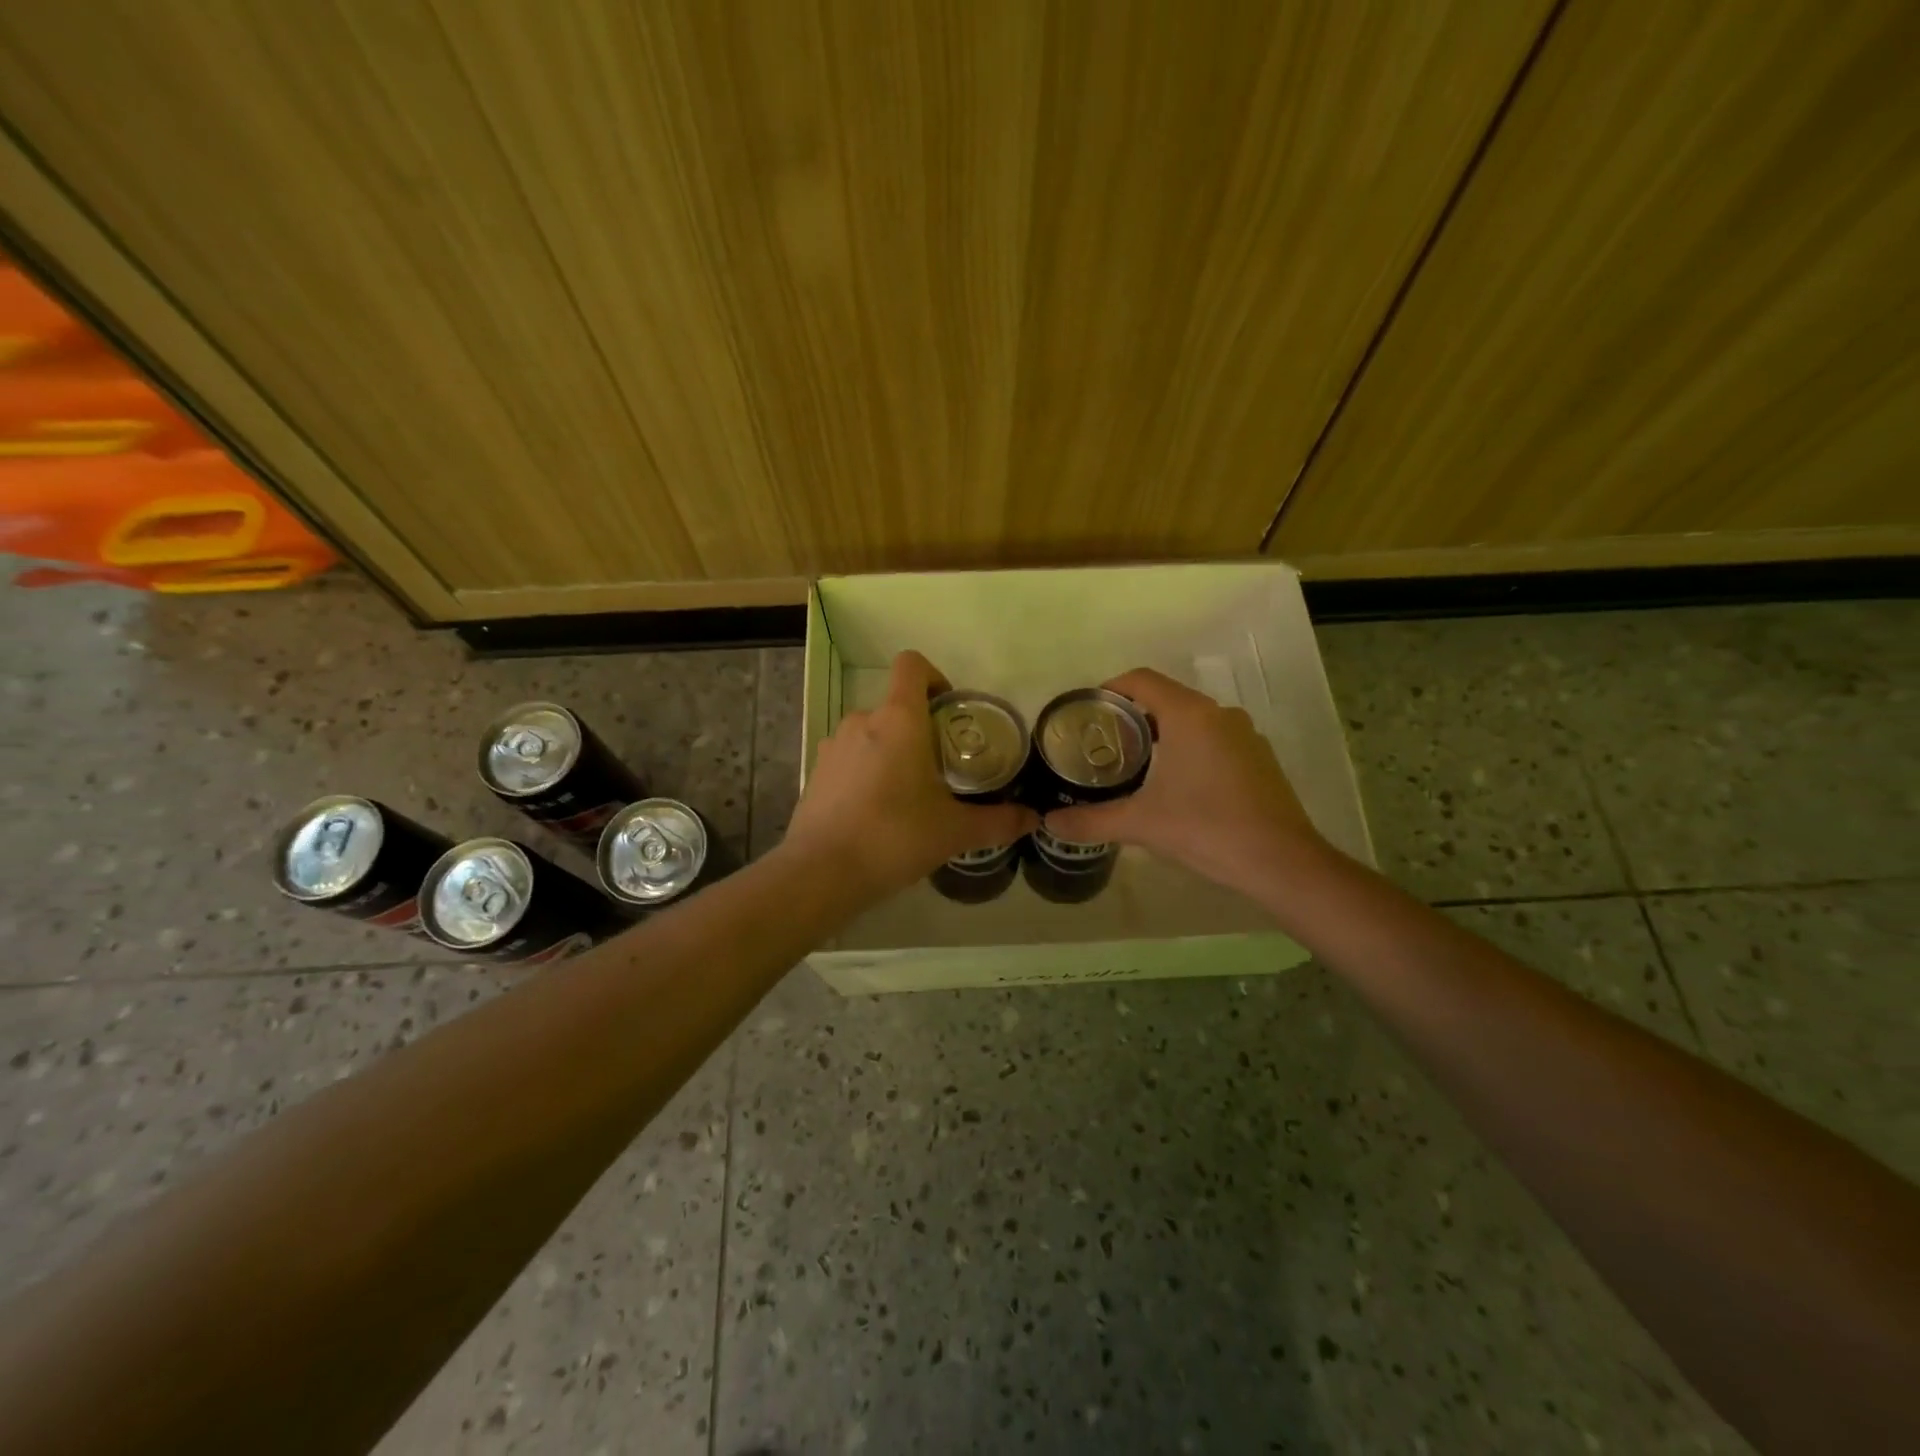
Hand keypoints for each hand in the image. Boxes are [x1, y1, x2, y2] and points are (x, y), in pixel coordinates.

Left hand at [782, 650, 1038, 902]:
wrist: (821, 873)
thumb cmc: (894, 837)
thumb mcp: (954, 832)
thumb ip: (997, 821)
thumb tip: (1033, 819)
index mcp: (898, 719)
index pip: (912, 665)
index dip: (935, 676)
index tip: (951, 710)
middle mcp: (862, 720)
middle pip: (897, 705)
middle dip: (921, 729)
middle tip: (943, 768)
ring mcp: (833, 745)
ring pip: (872, 732)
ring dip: (893, 750)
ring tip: (910, 794)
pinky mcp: (816, 771)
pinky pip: (851, 757)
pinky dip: (867, 771)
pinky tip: (877, 811)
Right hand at [1043, 668, 1326, 898]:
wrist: (1282, 863)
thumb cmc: (1207, 829)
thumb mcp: (1141, 824)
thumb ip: (1091, 820)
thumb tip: (1049, 823)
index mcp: (1190, 715)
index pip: (1142, 680)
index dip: (1110, 688)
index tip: (1087, 711)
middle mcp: (1220, 715)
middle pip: (1166, 698)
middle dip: (1132, 716)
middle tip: (1102, 744)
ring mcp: (1245, 736)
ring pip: (1192, 720)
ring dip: (1161, 733)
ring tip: (1132, 765)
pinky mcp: (1259, 759)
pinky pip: (1213, 739)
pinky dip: (1188, 749)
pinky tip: (1175, 785)